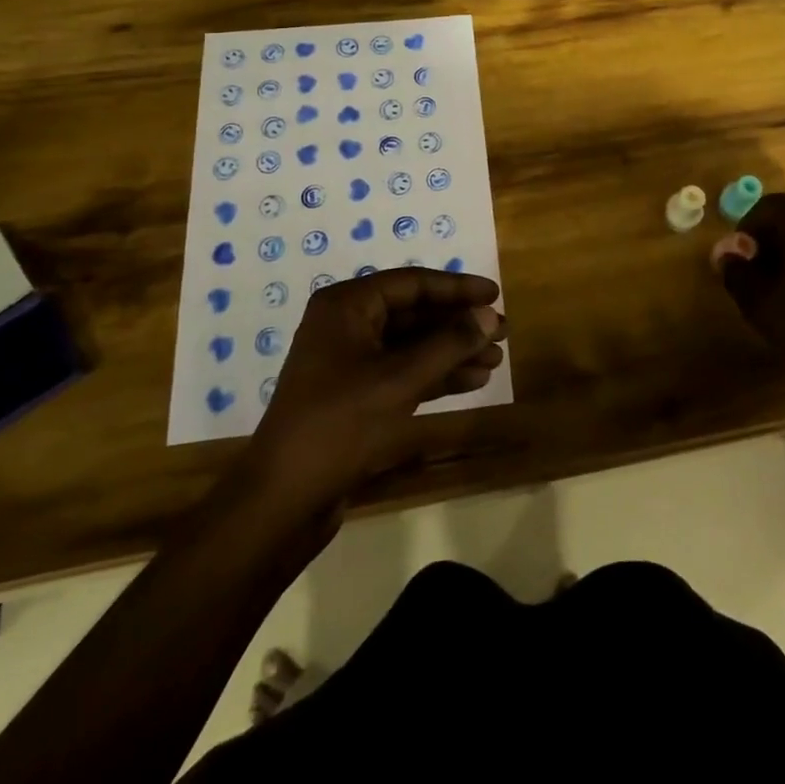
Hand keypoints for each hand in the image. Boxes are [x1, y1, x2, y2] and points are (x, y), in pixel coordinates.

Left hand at [245, 268, 505, 515]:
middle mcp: (346, 325)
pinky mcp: (355, 395)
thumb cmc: (340, 425)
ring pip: (411, 345)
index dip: (456, 288)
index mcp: (347, 306)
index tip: (494, 294)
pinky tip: (471, 381)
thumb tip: (488, 315)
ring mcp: (349, 361)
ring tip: (495, 360)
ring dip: (451, 351)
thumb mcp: (399, 380)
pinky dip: (435, 375)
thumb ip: (447, 344)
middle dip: (457, 324)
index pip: (411, 283)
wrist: (283, 500)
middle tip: (501, 332)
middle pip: (413, 313)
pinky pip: (402, 372)